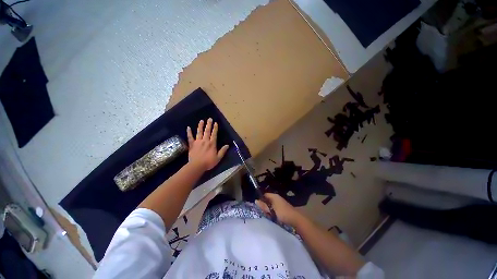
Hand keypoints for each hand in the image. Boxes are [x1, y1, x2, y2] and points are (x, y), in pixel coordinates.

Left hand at [187, 118, 228, 170]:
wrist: (197, 166)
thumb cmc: (208, 162)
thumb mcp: (218, 158)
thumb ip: (223, 151)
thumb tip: (227, 145)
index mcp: (212, 144)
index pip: (214, 134)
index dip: (215, 128)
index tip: (215, 123)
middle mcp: (205, 141)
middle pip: (207, 131)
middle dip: (208, 125)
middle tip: (209, 119)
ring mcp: (198, 142)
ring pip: (199, 132)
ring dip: (200, 126)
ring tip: (201, 121)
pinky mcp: (192, 144)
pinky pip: (190, 137)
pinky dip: (189, 132)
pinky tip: (188, 127)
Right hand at [256, 193, 303, 226]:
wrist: (295, 219)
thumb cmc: (282, 213)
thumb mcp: (271, 209)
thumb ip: (263, 205)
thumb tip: (256, 201)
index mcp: (274, 196)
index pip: (264, 195)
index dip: (260, 199)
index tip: (256, 205)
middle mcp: (277, 197)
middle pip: (267, 200)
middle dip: (264, 205)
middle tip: (261, 211)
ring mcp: (280, 203)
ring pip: (271, 205)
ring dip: (268, 209)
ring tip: (266, 215)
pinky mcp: (283, 208)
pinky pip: (274, 208)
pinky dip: (272, 212)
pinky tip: (272, 217)